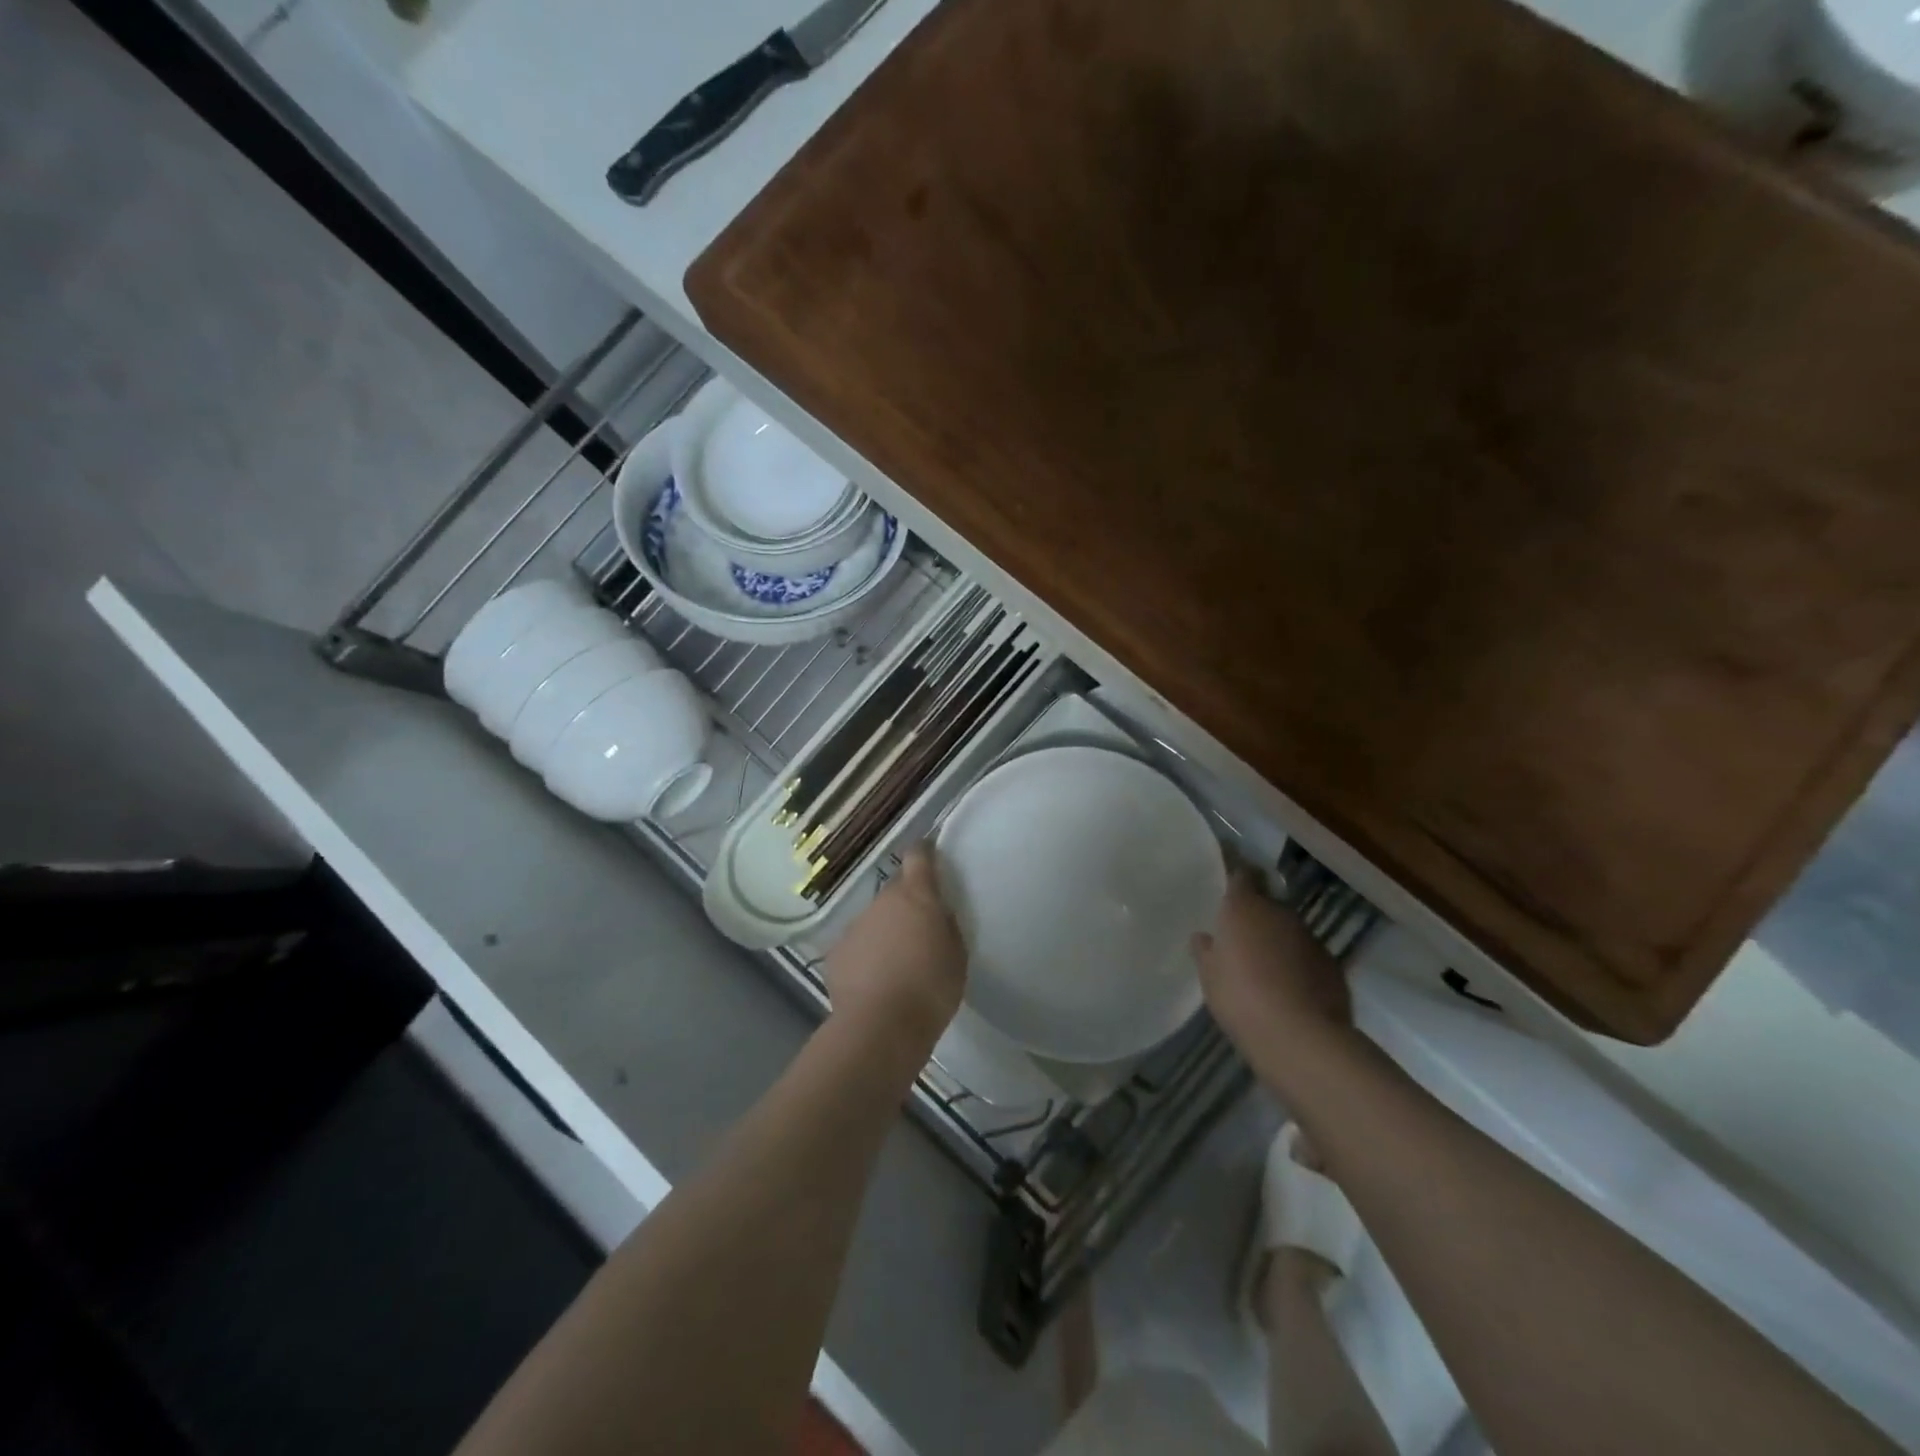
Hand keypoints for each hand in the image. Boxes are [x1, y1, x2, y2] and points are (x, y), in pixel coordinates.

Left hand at [825, 844, 966, 1053]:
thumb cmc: (931, 989)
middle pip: (895, 891)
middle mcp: (882, 901)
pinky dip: (865, 956)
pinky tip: (874, 982)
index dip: (924, 853)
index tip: (929, 856)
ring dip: (885, 931)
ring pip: (874, 919)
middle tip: (919, 930)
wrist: (880, 1027)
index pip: (919, 856)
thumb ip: (946, 927)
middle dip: (907, 903)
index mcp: (917, 896)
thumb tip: (938, 915)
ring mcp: (855, 925)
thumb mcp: (956, 956)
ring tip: (896, 963)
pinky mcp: (836, 952)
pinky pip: (856, 945)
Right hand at [1192, 874, 1355, 1088]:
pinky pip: (1308, 957)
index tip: (1229, 887)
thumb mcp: (1210, 976)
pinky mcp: (1332, 965)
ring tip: (1265, 969)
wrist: (1300, 1037)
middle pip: (1267, 904)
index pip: (1242, 876)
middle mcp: (1280, 914)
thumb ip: (1206, 951)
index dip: (1237, 879)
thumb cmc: (1240, 998)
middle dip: (1256, 917)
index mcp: (1244, 908)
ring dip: (1278, 942)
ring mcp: (1310, 938)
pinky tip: (1289, 990)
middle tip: (1241, 939)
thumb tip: (1204, 936)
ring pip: (1289, 931)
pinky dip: (1298, 965)